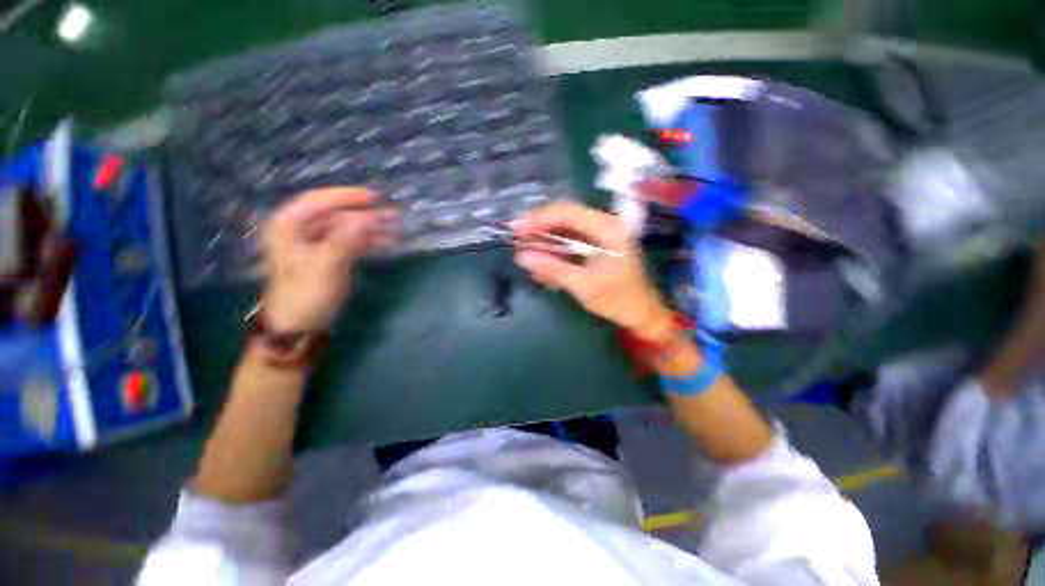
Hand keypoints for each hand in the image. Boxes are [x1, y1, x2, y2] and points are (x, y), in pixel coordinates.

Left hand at [262, 187, 396, 330]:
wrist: (298, 325)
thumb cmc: (306, 294)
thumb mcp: (326, 265)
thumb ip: (347, 238)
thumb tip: (370, 218)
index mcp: (288, 225)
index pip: (319, 201)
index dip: (347, 196)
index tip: (375, 197)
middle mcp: (299, 230)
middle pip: (336, 214)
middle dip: (365, 214)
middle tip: (392, 215)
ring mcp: (313, 244)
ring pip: (345, 228)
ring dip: (370, 228)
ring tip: (395, 229)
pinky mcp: (326, 257)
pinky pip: (349, 242)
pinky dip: (367, 241)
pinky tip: (386, 243)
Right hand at [513, 202, 673, 340]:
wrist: (642, 314)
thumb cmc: (617, 300)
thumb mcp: (582, 285)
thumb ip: (552, 268)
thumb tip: (521, 256)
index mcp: (608, 228)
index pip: (567, 212)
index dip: (539, 219)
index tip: (517, 230)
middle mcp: (606, 223)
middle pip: (565, 217)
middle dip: (540, 229)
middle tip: (518, 240)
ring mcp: (603, 234)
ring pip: (567, 229)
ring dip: (546, 242)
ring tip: (528, 255)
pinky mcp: (599, 245)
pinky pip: (572, 242)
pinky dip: (557, 252)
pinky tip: (544, 266)